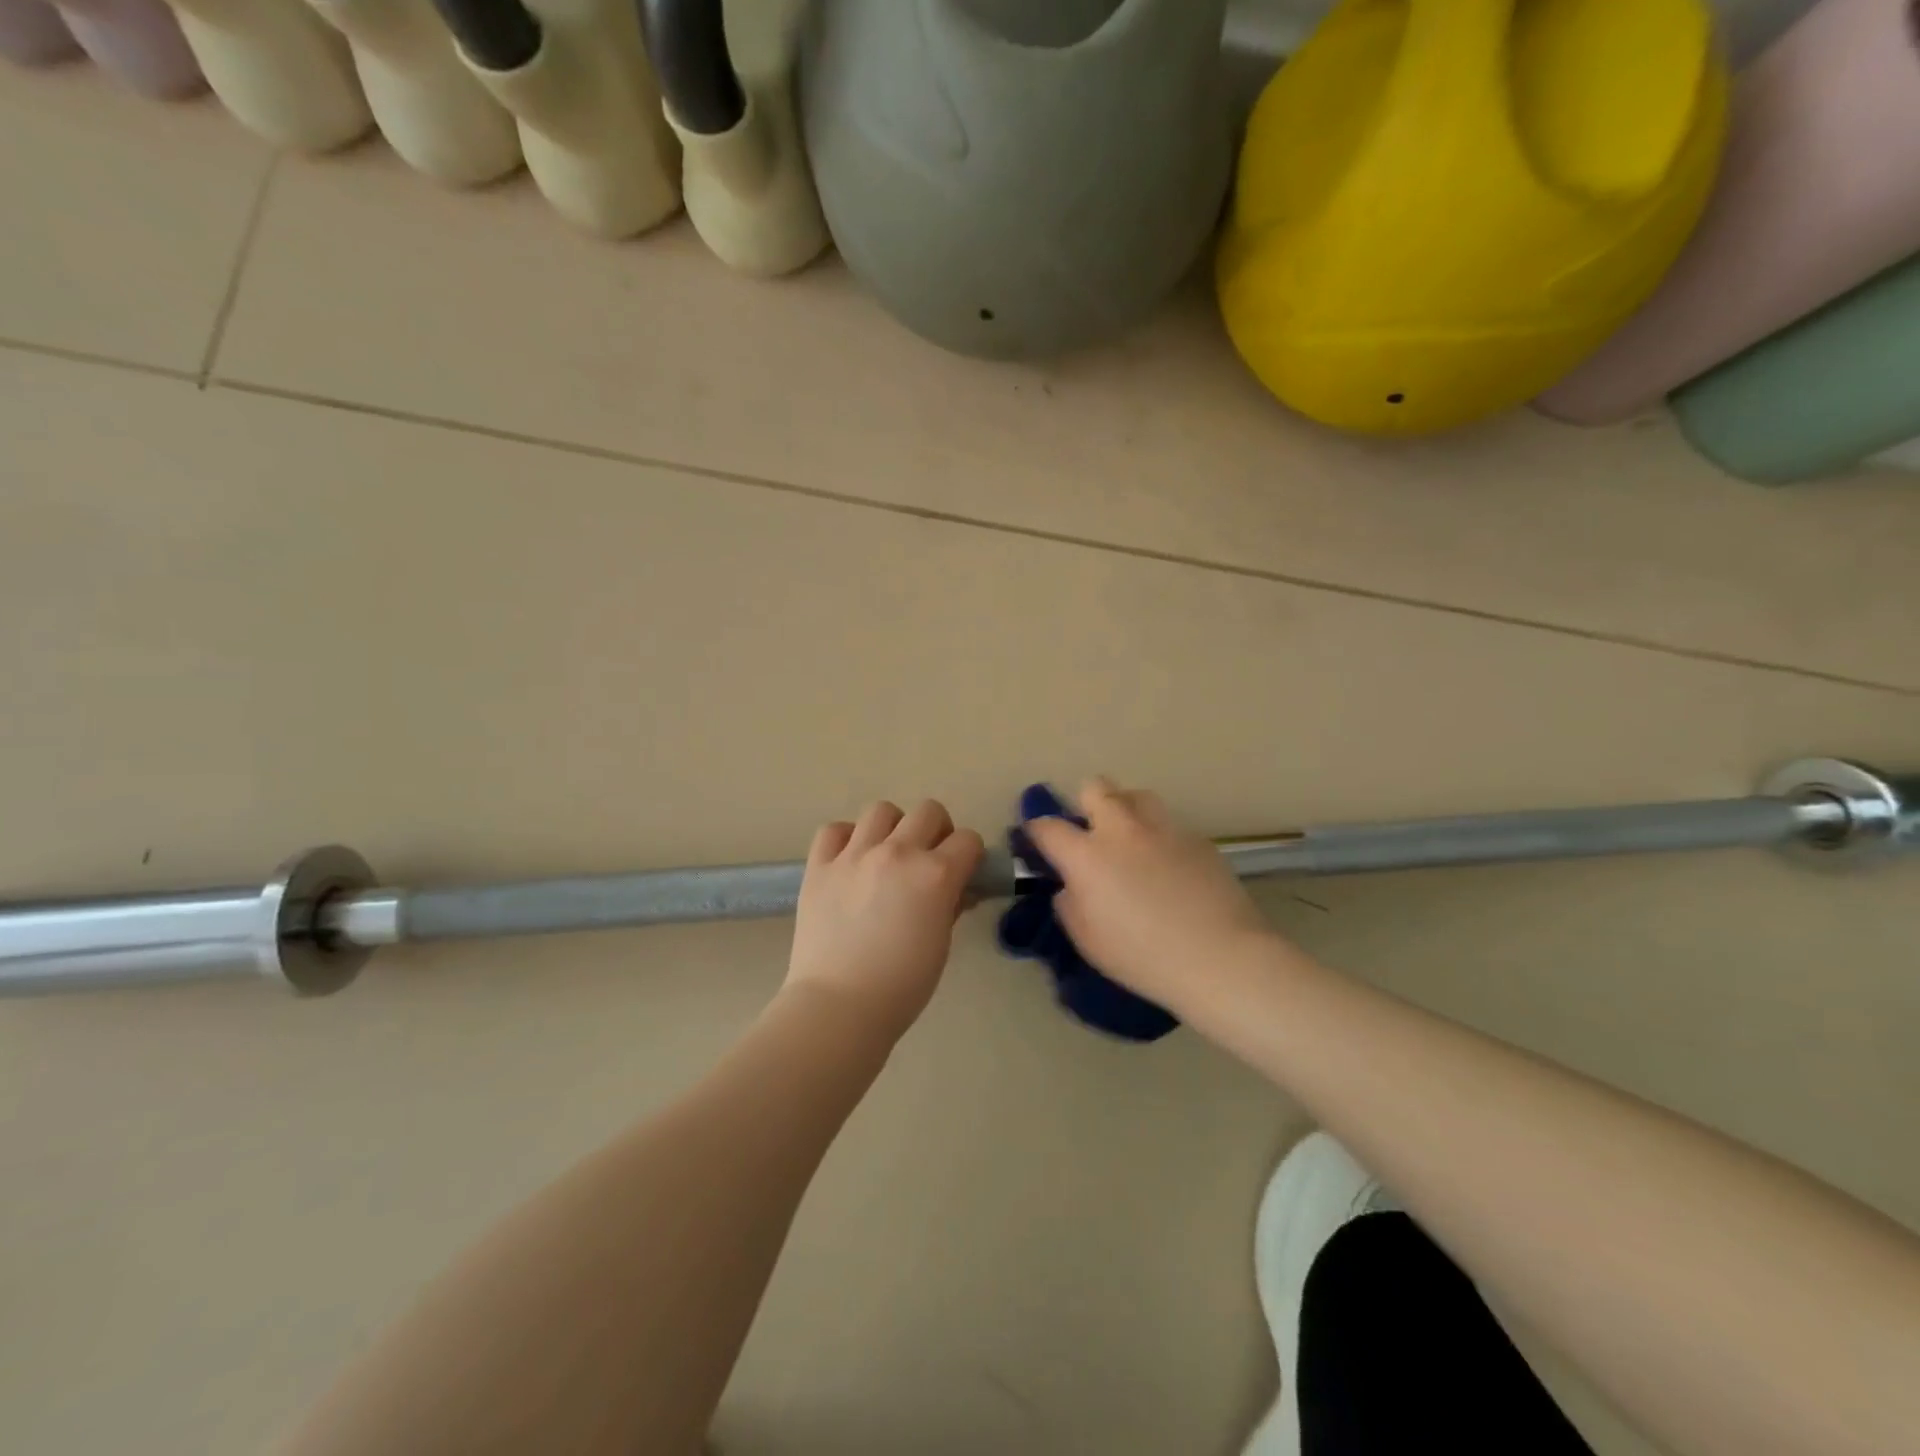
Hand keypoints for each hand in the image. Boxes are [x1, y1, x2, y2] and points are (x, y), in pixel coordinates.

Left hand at [786, 800, 984, 1039]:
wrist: (838, 1006)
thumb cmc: (902, 986)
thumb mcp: (941, 944)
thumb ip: (950, 905)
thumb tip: (956, 889)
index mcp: (935, 874)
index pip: (968, 840)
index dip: (970, 855)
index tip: (964, 871)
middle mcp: (897, 853)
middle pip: (929, 811)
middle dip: (937, 830)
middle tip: (929, 859)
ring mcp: (854, 855)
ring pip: (882, 810)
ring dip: (892, 828)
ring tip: (886, 855)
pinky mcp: (819, 866)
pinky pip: (833, 830)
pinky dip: (845, 839)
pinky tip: (849, 861)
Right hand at [1024, 778, 1288, 1016]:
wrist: (1220, 957)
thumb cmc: (1143, 957)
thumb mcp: (1088, 940)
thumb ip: (1070, 904)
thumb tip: (1071, 886)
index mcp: (1087, 856)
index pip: (1048, 826)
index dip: (1036, 830)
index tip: (1036, 840)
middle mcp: (1122, 830)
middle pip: (1095, 788)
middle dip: (1085, 803)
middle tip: (1090, 833)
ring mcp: (1163, 829)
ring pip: (1136, 795)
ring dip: (1125, 809)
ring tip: (1130, 838)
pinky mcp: (1197, 838)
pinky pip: (1168, 824)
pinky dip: (1158, 836)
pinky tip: (1168, 866)